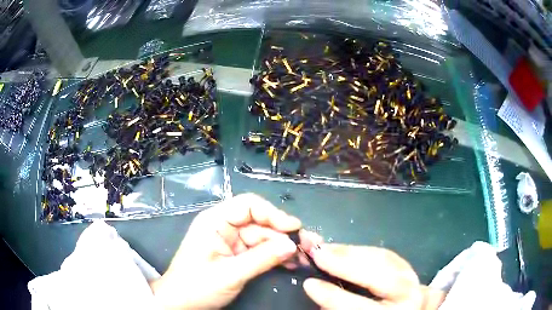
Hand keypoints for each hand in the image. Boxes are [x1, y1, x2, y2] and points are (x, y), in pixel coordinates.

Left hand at [150, 193, 317, 308]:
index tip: (295, 228)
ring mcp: (231, 241)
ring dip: (283, 246)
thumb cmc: (197, 286)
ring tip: (305, 256)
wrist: (180, 303)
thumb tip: (292, 245)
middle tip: (309, 245)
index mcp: (215, 221)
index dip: (273, 214)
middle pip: (260, 223)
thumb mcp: (230, 274)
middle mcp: (224, 226)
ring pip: (264, 237)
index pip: (248, 205)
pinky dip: (275, 256)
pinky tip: (291, 262)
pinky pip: (260, 250)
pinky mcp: (237, 254)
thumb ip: (262, 259)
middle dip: (284, 234)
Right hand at [303, 244, 445, 309]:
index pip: (358, 306)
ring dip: (350, 252)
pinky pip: (385, 254)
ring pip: (382, 259)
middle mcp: (407, 295)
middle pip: (376, 275)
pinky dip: (362, 250)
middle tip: (317, 253)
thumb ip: (338, 307)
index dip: (332, 296)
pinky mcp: (408, 266)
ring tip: (326, 248)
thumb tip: (318, 287)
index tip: (309, 283)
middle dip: (344, 263)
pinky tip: (345, 249)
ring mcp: (412, 277)